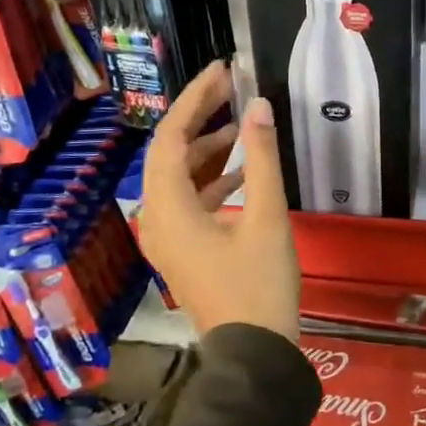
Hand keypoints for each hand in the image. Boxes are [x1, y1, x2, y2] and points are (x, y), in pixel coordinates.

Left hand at [139, 60, 300, 340]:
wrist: (253, 354)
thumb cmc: (259, 285)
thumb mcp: (267, 217)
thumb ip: (261, 158)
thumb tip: (259, 107)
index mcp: (169, 209)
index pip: (172, 138)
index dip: (195, 99)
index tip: (222, 71)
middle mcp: (157, 218)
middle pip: (170, 153)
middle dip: (199, 117)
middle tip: (231, 88)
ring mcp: (167, 236)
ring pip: (179, 176)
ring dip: (207, 147)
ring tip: (242, 123)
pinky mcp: (182, 248)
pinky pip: (188, 199)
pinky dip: (212, 178)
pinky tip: (242, 170)